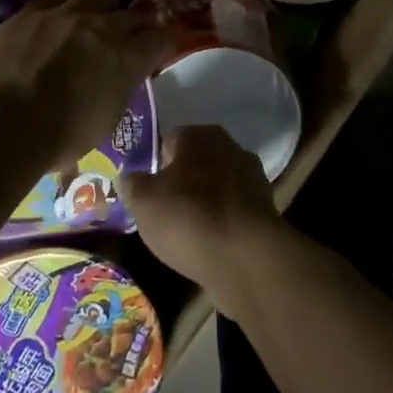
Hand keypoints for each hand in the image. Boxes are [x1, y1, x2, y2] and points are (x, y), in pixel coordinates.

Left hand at [0, 0, 175, 171]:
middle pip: (131, 14)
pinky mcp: (31, 11)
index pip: (161, 38)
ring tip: (99, 16)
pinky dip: (66, 8)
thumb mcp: (106, 120)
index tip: (162, 47)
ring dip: (103, 8)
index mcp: (127, 57)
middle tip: (132, 35)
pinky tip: (61, 16)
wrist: (0, 124)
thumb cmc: (59, 137)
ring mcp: (65, 13)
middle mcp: (102, 26)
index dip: (164, 42)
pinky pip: (57, 0)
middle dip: (136, 24)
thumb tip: (118, 79)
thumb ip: (119, 89)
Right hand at [121, 126, 288, 312]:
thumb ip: (132, 185)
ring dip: (204, 203)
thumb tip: (128, 177)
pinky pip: (232, 210)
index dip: (155, 166)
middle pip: (195, 163)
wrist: (245, 257)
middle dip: (181, 183)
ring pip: (216, 186)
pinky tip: (209, 243)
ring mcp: (252, 177)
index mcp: (200, 135)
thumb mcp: (144, 202)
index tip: (146, 192)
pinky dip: (222, 222)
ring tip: (185, 232)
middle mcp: (230, 146)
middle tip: (163, 211)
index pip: (169, 142)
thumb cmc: (188, 218)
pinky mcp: (265, 208)